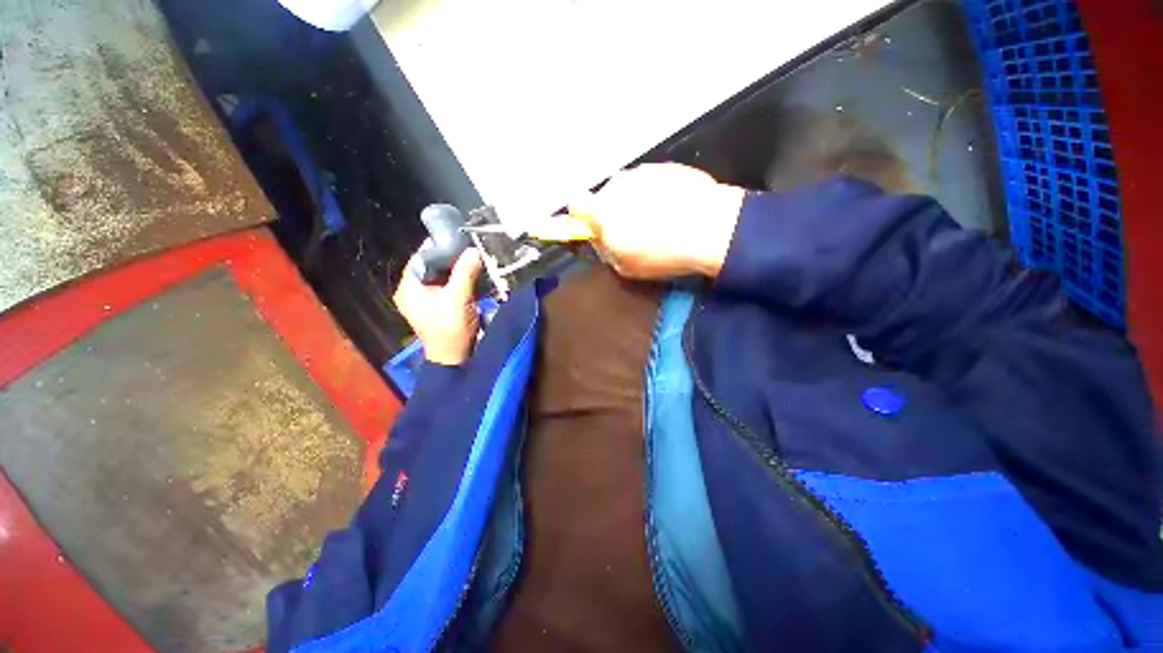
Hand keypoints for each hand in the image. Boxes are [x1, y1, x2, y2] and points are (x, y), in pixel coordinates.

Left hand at [393, 249, 483, 365]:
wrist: (453, 357)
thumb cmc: (450, 328)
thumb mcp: (458, 298)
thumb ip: (465, 272)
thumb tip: (473, 250)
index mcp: (409, 288)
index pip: (420, 259)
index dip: (438, 248)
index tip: (458, 241)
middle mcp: (413, 292)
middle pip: (431, 267)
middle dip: (451, 260)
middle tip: (469, 251)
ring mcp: (425, 301)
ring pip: (440, 278)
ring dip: (456, 271)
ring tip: (473, 262)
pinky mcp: (437, 307)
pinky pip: (446, 288)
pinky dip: (458, 282)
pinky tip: (472, 277)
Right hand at [571, 163, 745, 278]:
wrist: (711, 228)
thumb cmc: (662, 253)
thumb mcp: (625, 267)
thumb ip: (605, 251)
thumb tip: (601, 240)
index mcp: (602, 209)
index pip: (576, 203)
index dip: (584, 216)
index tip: (596, 227)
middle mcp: (618, 184)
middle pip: (607, 196)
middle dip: (615, 211)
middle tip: (634, 230)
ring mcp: (645, 171)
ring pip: (631, 188)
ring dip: (637, 201)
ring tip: (660, 220)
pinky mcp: (669, 166)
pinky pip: (654, 181)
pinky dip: (659, 193)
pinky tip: (676, 208)